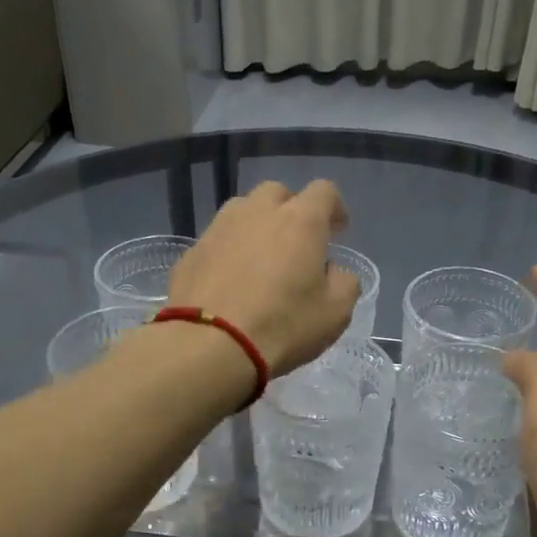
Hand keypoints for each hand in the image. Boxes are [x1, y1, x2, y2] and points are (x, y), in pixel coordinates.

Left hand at [166, 180, 360, 374]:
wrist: (208, 346)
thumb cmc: (282, 326)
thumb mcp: (335, 313)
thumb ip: (344, 282)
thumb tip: (333, 270)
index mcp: (300, 220)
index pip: (324, 191)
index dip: (334, 208)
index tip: (337, 233)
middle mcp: (258, 212)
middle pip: (277, 193)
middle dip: (291, 211)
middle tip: (296, 245)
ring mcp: (219, 228)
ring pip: (242, 211)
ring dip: (256, 226)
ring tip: (260, 260)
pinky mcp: (192, 251)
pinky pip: (217, 240)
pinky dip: (229, 252)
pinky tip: (230, 282)